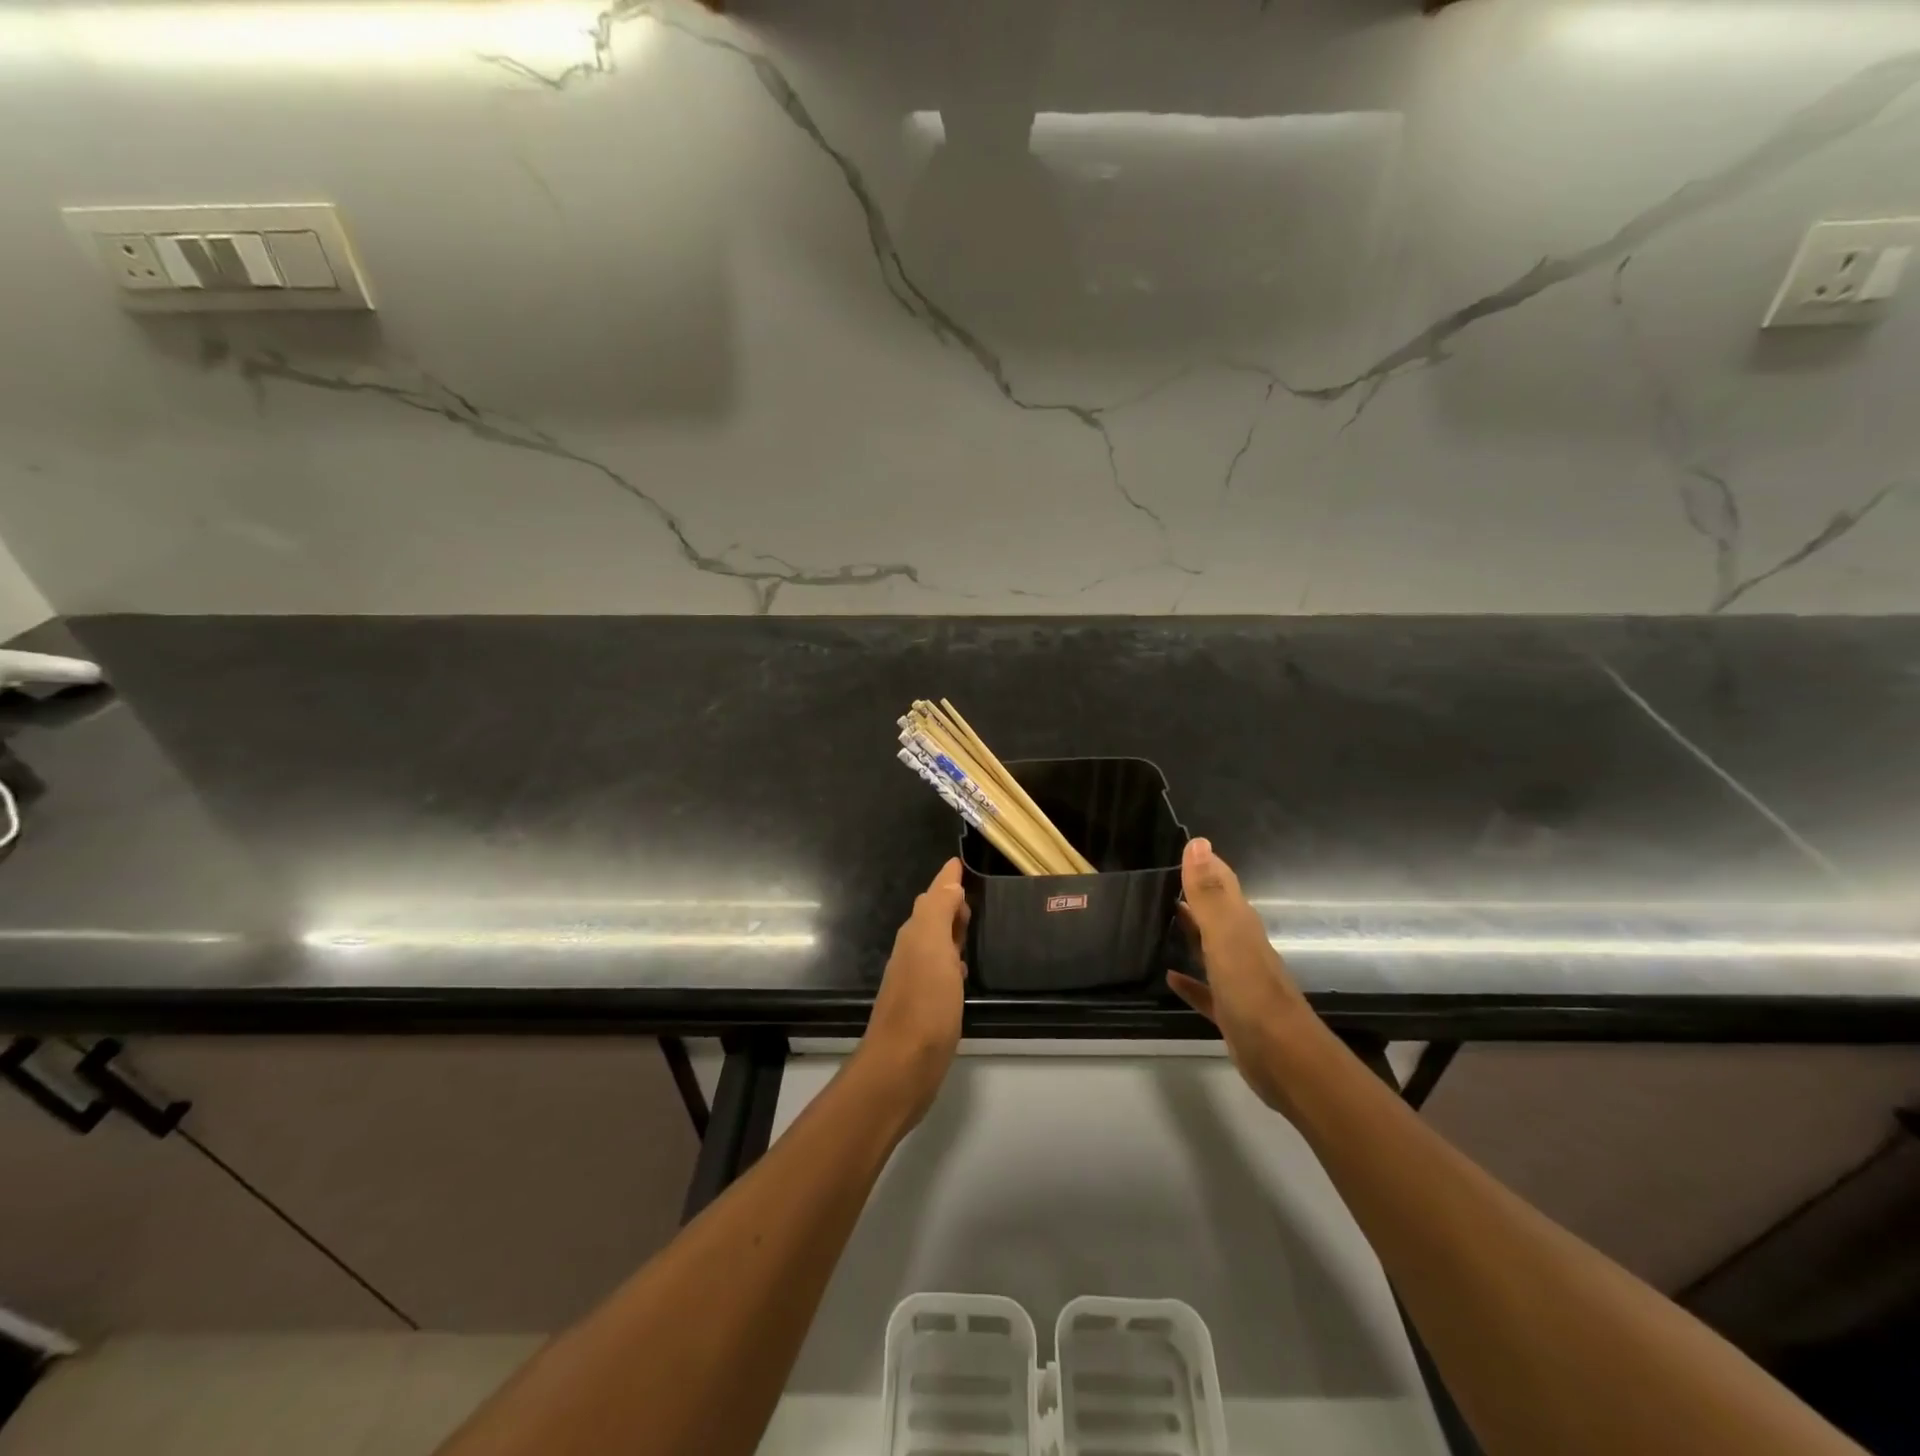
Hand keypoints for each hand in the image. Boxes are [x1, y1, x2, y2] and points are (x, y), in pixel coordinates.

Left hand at [857, 857, 969, 1129]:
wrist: (902, 1066)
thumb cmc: (923, 1004)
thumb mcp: (934, 949)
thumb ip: (940, 912)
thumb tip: (949, 883)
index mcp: (916, 934)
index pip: (933, 896)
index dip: (947, 879)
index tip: (959, 862)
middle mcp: (913, 952)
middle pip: (931, 916)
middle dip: (949, 900)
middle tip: (971, 891)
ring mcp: (918, 980)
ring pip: (936, 942)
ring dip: (952, 930)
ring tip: (972, 923)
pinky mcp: (927, 1006)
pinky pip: (941, 970)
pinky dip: (953, 960)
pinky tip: (964, 970)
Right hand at [1167, 838, 1314, 1113]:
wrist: (1286, 1061)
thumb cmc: (1253, 993)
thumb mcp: (1226, 937)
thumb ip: (1209, 893)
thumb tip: (1198, 843)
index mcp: (1240, 926)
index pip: (1222, 884)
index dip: (1205, 865)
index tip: (1180, 847)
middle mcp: (1241, 948)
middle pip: (1215, 914)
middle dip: (1193, 896)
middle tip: (1157, 882)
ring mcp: (1237, 981)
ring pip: (1209, 948)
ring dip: (1189, 933)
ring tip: (1158, 920)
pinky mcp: (1231, 1012)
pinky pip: (1205, 990)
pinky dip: (1189, 981)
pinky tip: (1169, 977)